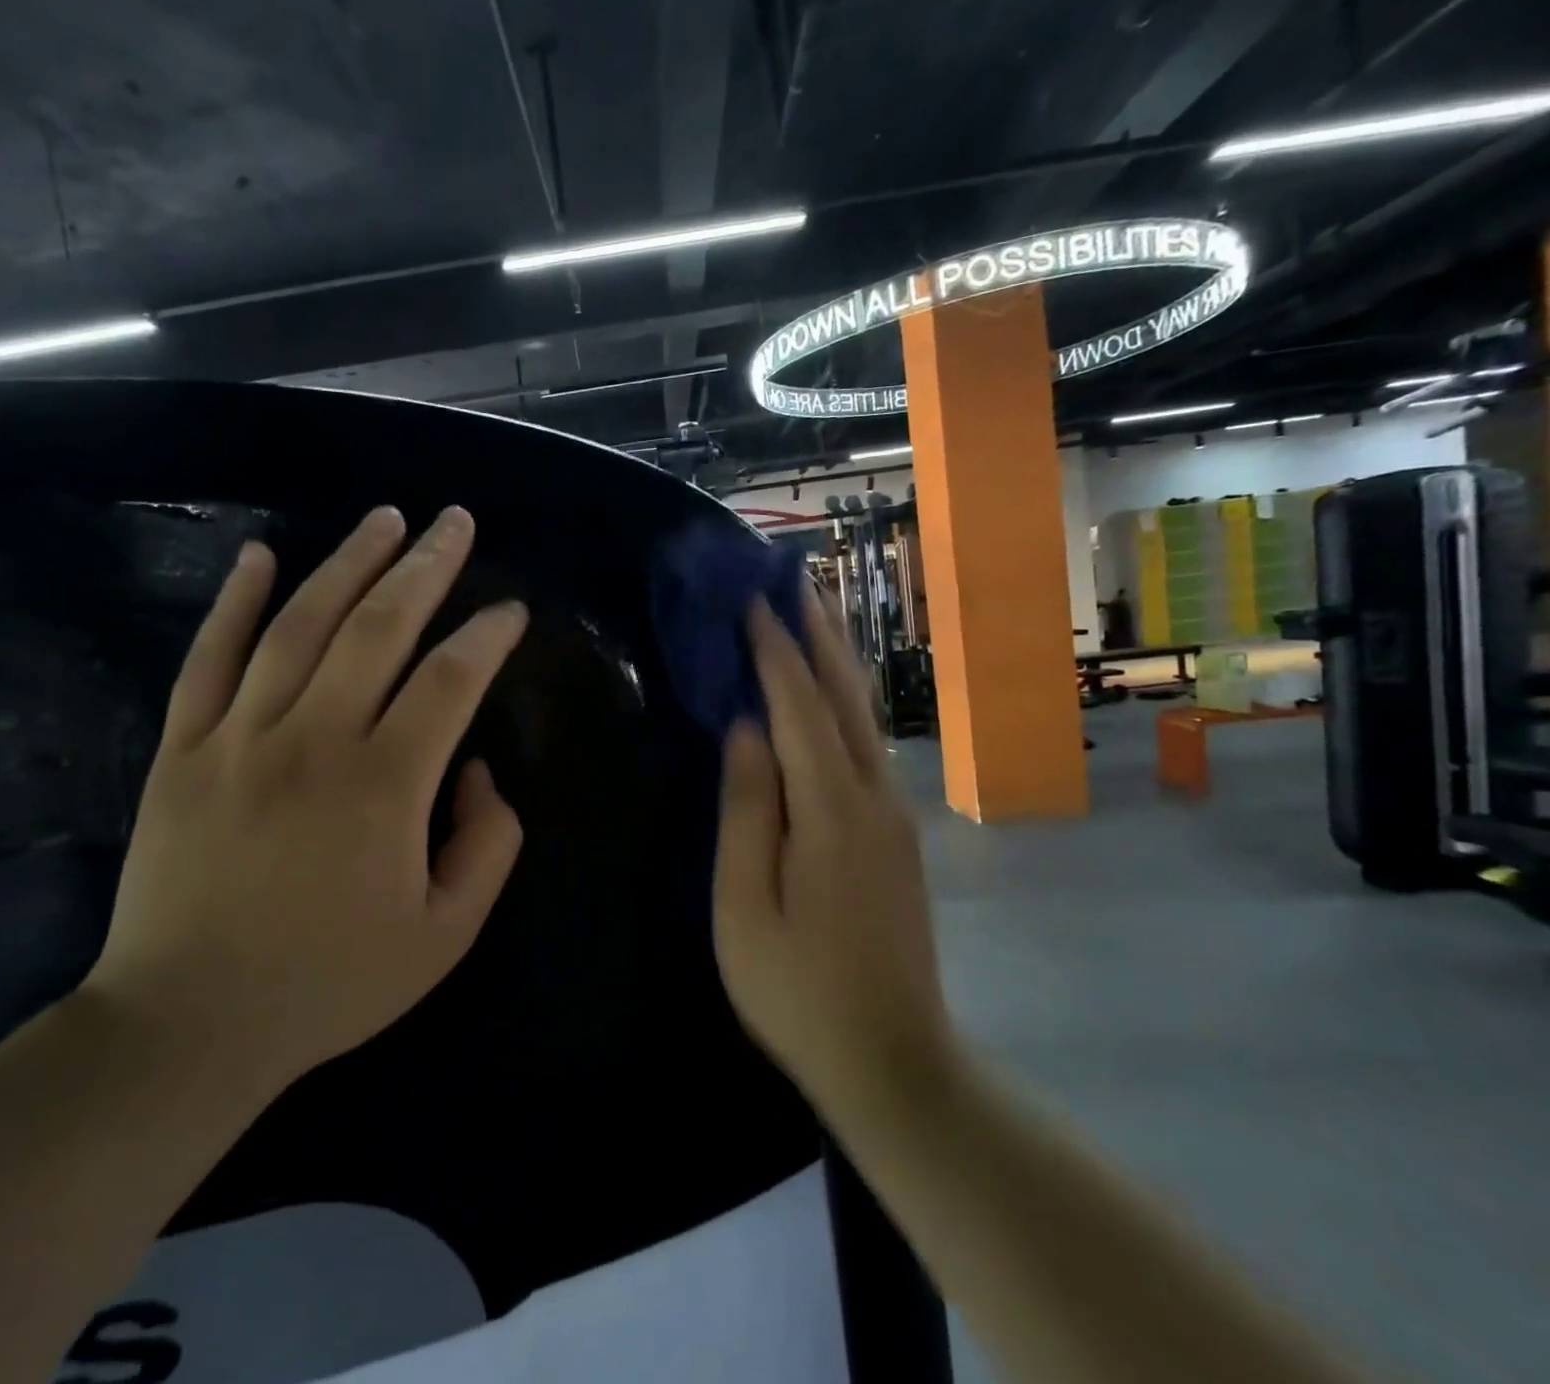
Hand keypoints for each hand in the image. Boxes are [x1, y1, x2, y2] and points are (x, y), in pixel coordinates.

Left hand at [85, 506, 528, 1097]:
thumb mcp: (445, 935)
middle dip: (425, 566)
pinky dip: (234, 601)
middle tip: (455, 520)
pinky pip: (208, 657)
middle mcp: (313, 740)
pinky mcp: (182, 748)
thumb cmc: (331, 983)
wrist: (189, 1025)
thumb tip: (474, 769)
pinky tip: (260, 555)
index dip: (487, 636)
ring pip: (300, 624)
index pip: (450, 680)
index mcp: (384, 785)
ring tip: (384, 518)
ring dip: (348, 563)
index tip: (511, 611)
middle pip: (379, 627)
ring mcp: (239, 736)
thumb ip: (486, 845)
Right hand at [711, 584, 952, 1110]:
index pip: (798, 708)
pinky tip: (826, 699)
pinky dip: (841, 707)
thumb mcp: (745, 905)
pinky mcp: (897, 835)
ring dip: (835, 664)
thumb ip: (746, 811)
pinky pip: (864, 748)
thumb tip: (746, 730)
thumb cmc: (797, 989)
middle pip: (844, 699)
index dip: (775, 652)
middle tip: (796, 583)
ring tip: (811, 620)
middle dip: (819, 637)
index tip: (754, 602)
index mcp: (831, 811)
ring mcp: (893, 816)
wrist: (894, 1059)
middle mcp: (873, 798)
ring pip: (862, 720)